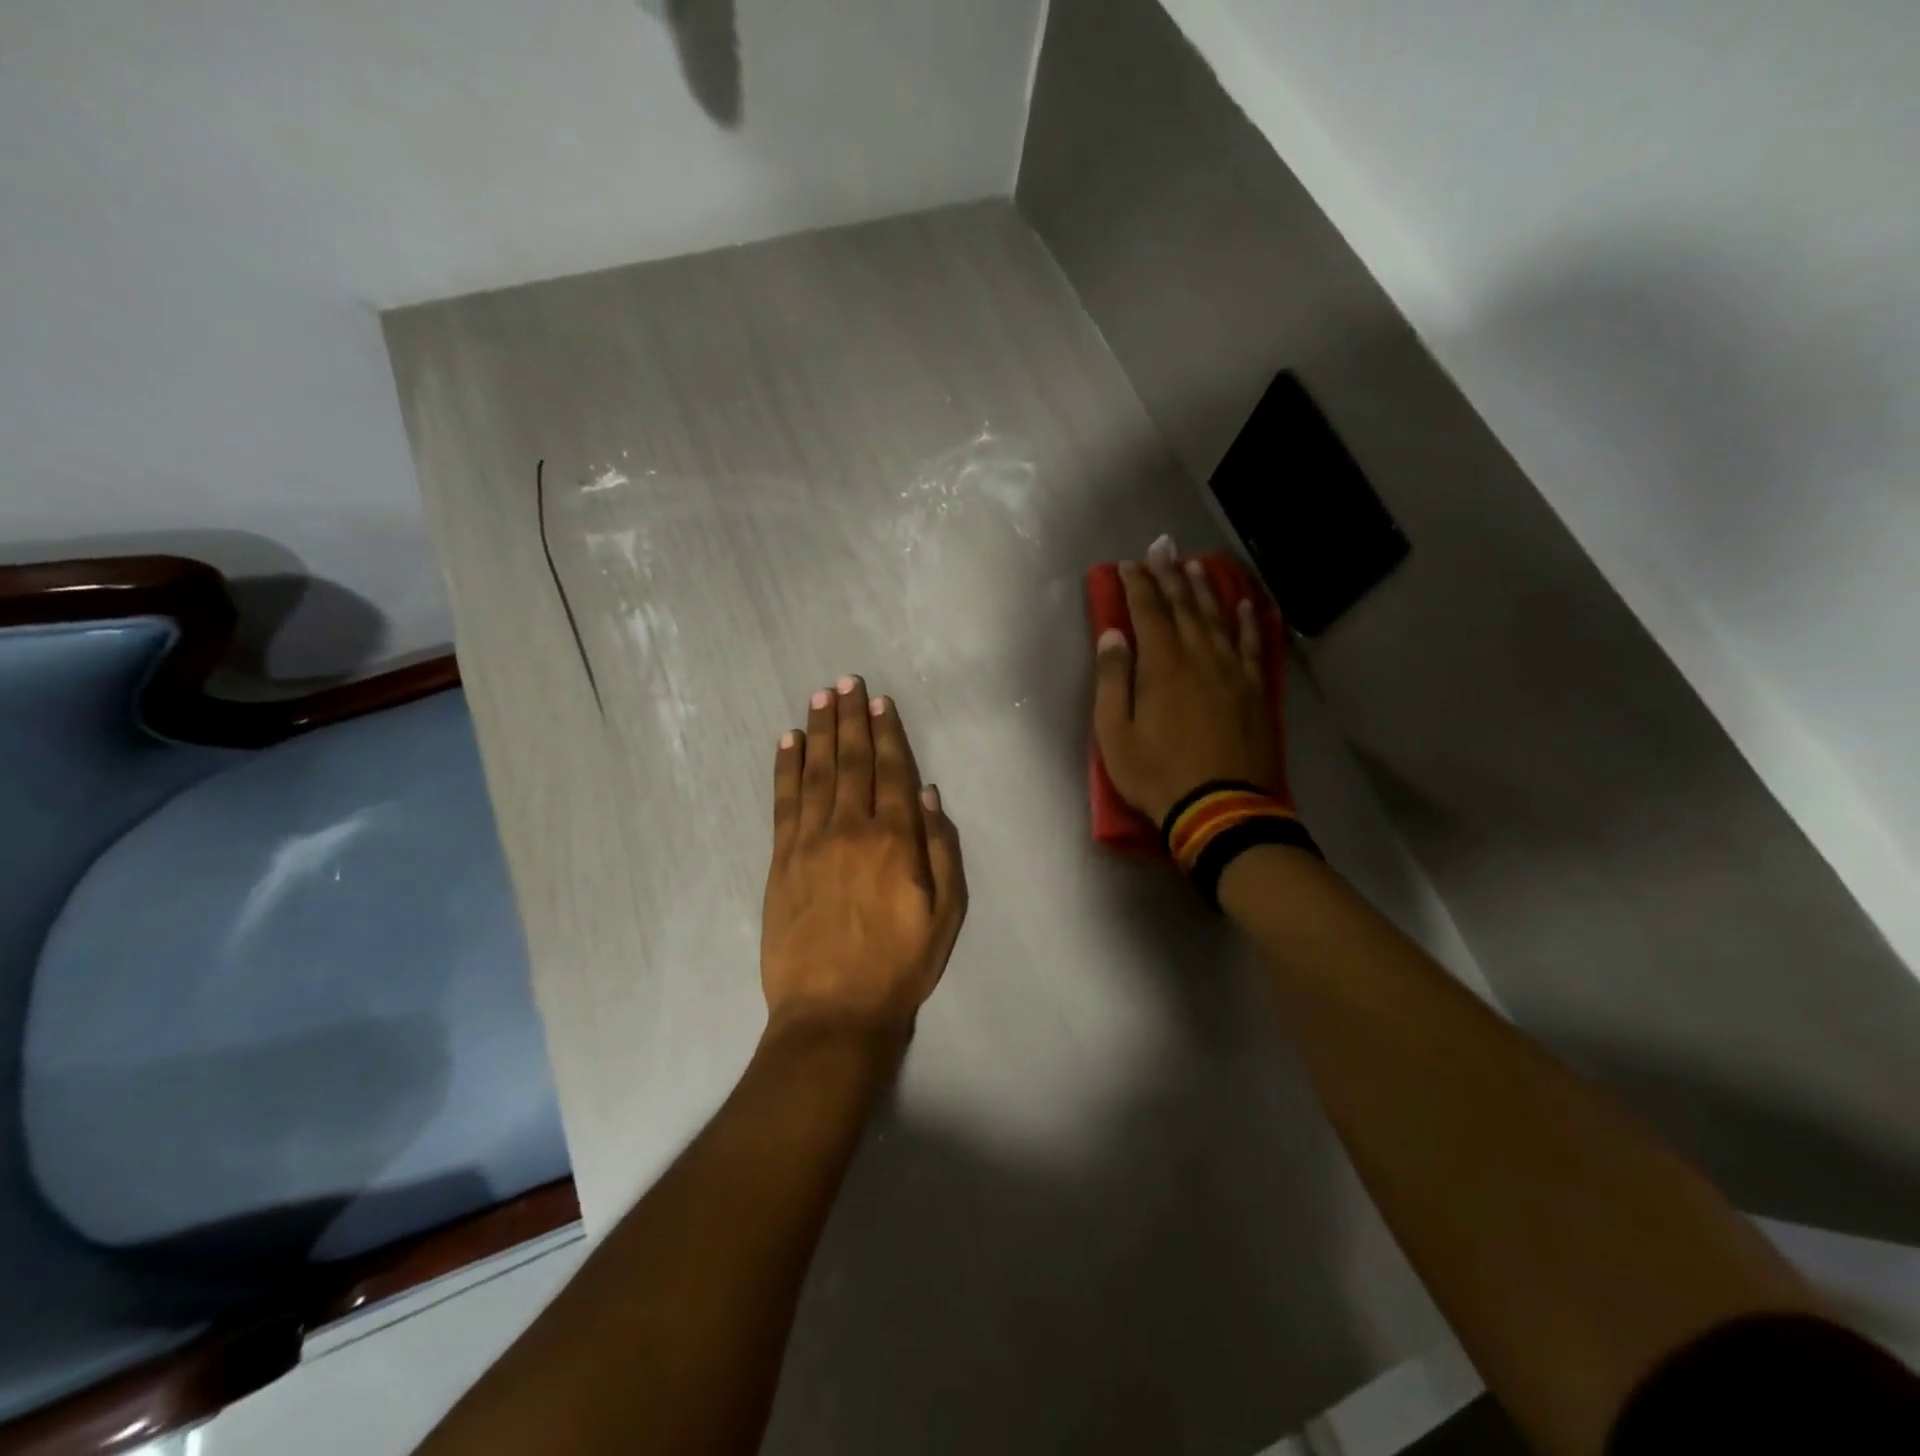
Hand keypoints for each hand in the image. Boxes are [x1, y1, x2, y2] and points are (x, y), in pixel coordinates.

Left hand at [761, 676, 967, 1046]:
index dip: (888, 733)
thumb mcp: (947, 915)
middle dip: (851, 718)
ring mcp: (811, 842)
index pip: (893, 772)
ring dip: (819, 731)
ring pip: (816, 772)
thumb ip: (941, 850)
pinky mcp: (781, 860)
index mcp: (896, 840)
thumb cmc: (900, 966)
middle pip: (852, 761)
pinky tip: (787, 742)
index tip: (882, 702)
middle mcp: (852, 829)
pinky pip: (783, 802)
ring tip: (821, 697)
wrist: (833, 1013)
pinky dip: (785, 767)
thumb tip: (929, 794)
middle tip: (848, 681)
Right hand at [1093, 536, 1282, 824]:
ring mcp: (1233, 670)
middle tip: (1161, 547)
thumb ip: (1112, 679)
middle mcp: (1200, 655)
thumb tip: (1112, 635)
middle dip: (1168, 574)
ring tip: (1194, 565)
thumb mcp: (1114, 733)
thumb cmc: (1157, 774)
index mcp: (1162, 664)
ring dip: (1204, 588)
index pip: (1147, 611)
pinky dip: (1248, 620)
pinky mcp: (1254, 689)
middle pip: (1183, 605)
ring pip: (1217, 617)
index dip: (1135, 584)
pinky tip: (1245, 603)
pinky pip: (1253, 644)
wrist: (1220, 808)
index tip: (1126, 565)